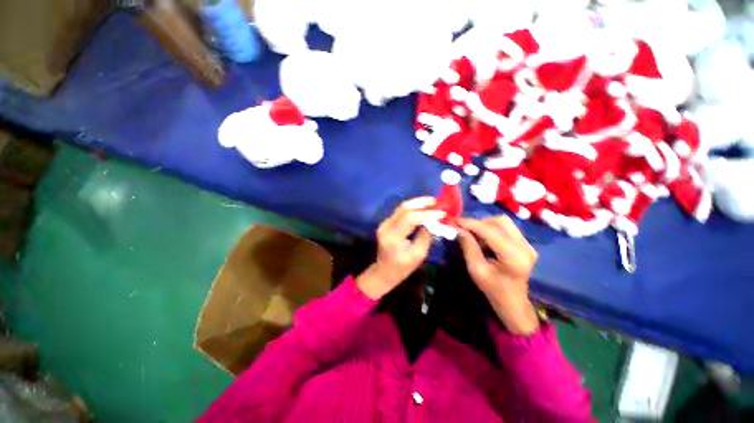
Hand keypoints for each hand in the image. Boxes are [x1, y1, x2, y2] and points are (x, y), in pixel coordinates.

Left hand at [356, 197, 444, 299]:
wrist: (384, 271)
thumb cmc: (403, 267)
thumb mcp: (418, 254)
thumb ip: (425, 236)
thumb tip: (434, 221)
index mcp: (393, 237)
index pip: (409, 219)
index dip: (426, 214)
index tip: (442, 213)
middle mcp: (386, 227)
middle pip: (403, 208)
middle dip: (421, 203)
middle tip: (436, 201)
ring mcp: (384, 223)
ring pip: (401, 208)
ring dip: (417, 203)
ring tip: (432, 202)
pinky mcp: (386, 223)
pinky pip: (400, 212)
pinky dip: (412, 208)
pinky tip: (422, 208)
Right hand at [458, 216, 539, 334]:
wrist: (513, 302)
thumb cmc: (493, 289)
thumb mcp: (476, 269)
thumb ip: (468, 247)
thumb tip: (459, 229)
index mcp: (514, 257)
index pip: (491, 231)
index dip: (471, 224)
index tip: (456, 221)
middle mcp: (525, 247)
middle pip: (501, 221)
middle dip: (479, 222)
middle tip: (465, 228)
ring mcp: (528, 244)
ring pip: (504, 223)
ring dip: (485, 225)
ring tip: (473, 234)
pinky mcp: (526, 244)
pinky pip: (506, 228)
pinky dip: (491, 229)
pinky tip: (483, 239)